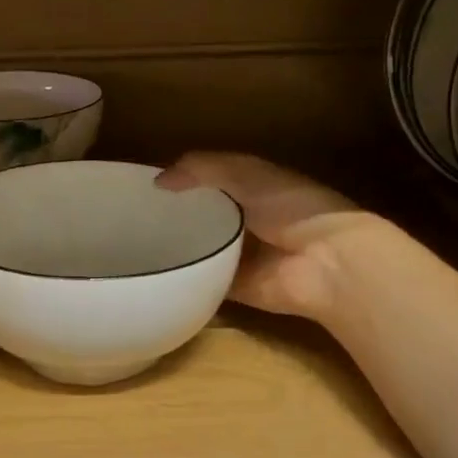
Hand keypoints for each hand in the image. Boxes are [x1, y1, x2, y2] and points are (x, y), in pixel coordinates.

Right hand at [155, 154, 376, 322]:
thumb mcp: (245, 173)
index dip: (184, 179)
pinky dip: (184, 278)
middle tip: (133, 216)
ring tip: (133, 244)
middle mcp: (247, 221)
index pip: (211, 180)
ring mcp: (241, 257)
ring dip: (177, 247)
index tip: (148, 184)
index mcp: (254, 189)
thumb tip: (158, 181)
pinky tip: (152, 273)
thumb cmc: (291, 207)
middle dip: (176, 215)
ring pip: (201, 249)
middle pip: (203, 216)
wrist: (325, 263)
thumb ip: (202, 169)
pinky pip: (203, 281)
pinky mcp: (235, 287)